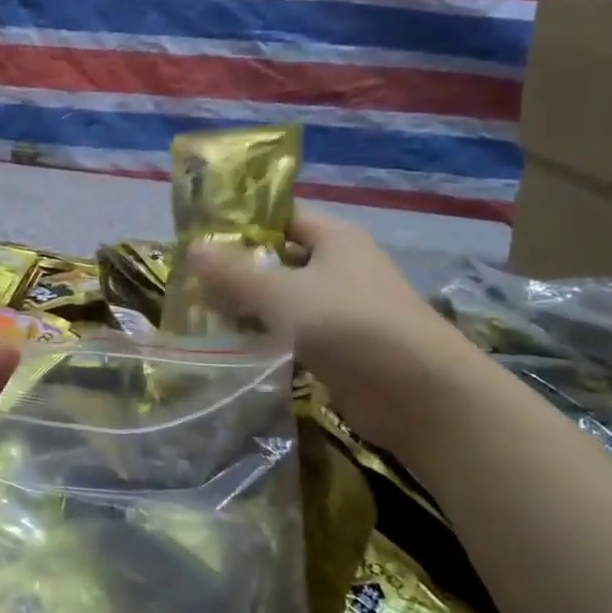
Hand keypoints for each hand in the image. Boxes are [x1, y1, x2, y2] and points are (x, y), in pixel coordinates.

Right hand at [192, 208, 479, 450]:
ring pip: (285, 301)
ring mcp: (344, 310)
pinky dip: (267, 339)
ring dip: (250, 308)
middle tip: (191, 279)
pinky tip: (233, 348)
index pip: (283, 217)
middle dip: (239, 269)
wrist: (420, 395)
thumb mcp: (281, 294)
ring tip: (200, 314)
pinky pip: (295, 335)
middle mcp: (342, 268)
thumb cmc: (349, 325)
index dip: (244, 222)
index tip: (201, 235)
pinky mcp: (342, 349)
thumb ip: (234, 273)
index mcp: (335, 240)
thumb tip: (193, 247)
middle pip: (281, 260)